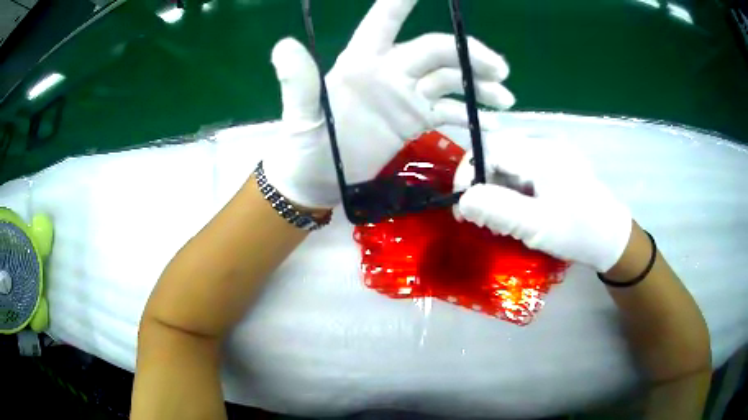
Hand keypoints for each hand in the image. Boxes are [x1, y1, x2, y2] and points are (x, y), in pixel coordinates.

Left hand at [263, 0, 514, 208]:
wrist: (318, 180)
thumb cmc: (305, 147)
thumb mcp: (301, 116)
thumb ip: (299, 83)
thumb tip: (282, 46)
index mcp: (361, 62)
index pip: (384, 21)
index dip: (402, 1)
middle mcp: (388, 70)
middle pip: (435, 50)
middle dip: (469, 55)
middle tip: (499, 70)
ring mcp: (405, 95)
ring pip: (449, 78)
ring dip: (478, 83)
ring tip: (506, 98)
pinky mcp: (414, 118)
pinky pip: (449, 109)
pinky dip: (471, 114)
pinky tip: (491, 122)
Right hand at [453, 130, 631, 272]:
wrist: (612, 238)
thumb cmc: (578, 232)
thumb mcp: (537, 226)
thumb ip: (498, 210)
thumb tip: (462, 200)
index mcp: (541, 153)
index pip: (489, 148)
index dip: (468, 174)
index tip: (462, 208)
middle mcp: (544, 143)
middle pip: (497, 152)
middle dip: (483, 184)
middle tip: (483, 219)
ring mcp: (551, 151)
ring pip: (508, 160)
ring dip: (497, 188)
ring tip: (501, 220)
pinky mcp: (555, 163)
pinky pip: (522, 167)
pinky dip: (512, 188)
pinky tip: (519, 210)